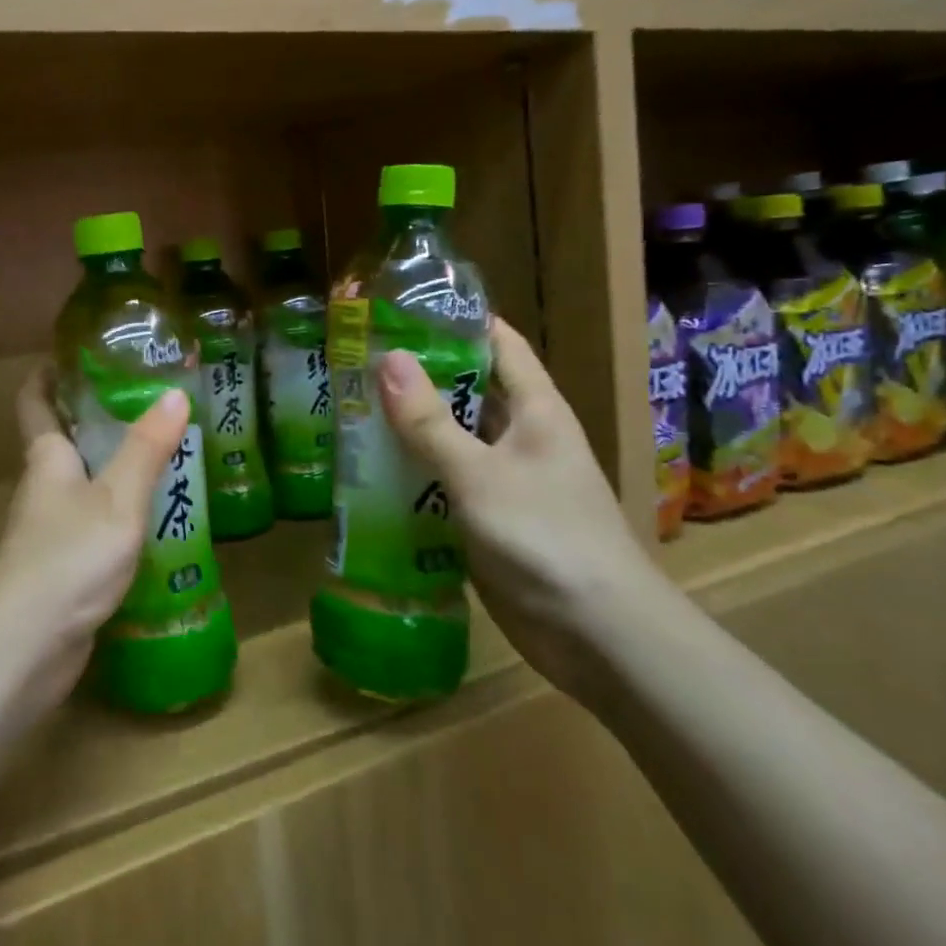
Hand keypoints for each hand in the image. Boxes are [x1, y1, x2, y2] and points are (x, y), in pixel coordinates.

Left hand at [0, 365, 189, 711]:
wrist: (25, 648)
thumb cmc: (68, 558)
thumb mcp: (117, 499)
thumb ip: (146, 450)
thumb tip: (175, 394)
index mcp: (46, 459)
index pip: (35, 401)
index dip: (48, 374)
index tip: (76, 354)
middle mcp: (43, 488)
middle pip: (62, 440)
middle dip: (96, 418)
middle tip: (147, 401)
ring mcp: (49, 532)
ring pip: (81, 485)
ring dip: (112, 467)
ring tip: (163, 453)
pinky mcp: (62, 568)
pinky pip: (92, 524)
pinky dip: (118, 512)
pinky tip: (154, 518)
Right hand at [377, 319, 666, 699]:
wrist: (597, 635)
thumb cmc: (544, 537)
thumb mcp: (479, 474)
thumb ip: (430, 422)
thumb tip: (387, 359)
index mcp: (536, 410)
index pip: (497, 343)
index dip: (455, 321)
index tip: (398, 310)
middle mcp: (522, 437)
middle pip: (468, 390)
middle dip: (418, 376)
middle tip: (354, 363)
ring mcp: (505, 480)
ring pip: (452, 439)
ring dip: (410, 428)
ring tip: (349, 410)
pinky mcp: (489, 520)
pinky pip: (445, 484)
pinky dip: (413, 475)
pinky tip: (369, 473)